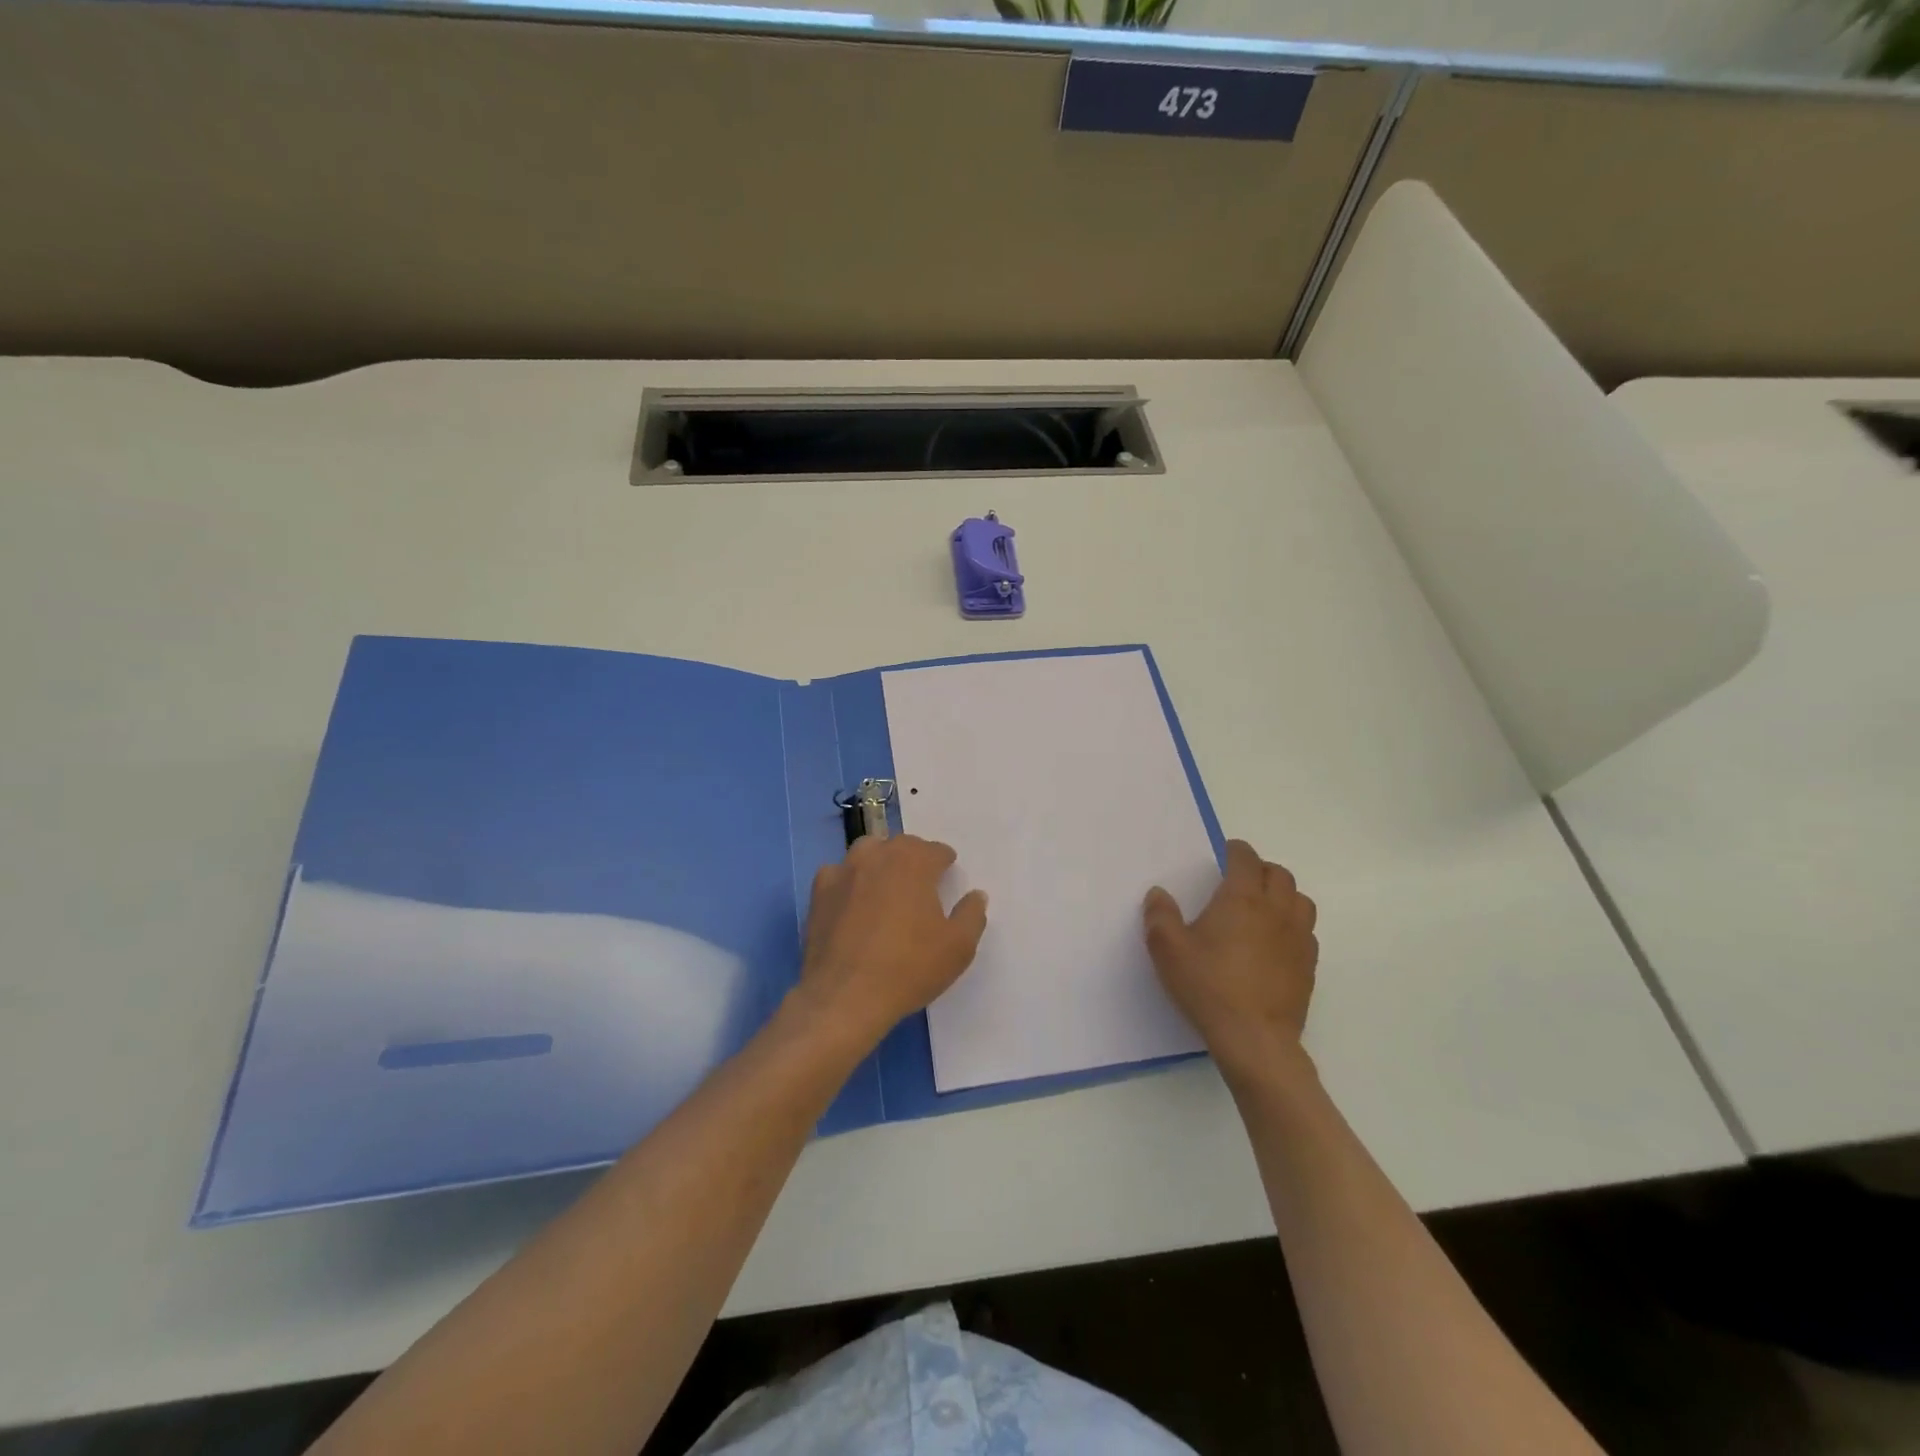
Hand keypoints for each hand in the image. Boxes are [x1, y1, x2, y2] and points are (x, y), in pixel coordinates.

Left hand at [791, 835, 988, 1052]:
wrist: (845, 997)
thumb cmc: (909, 968)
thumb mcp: (958, 947)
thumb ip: (972, 915)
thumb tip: (976, 895)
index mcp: (913, 862)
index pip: (935, 850)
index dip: (944, 862)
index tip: (948, 874)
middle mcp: (877, 856)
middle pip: (900, 845)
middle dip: (914, 857)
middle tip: (921, 882)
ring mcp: (843, 872)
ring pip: (866, 852)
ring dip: (880, 861)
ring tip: (887, 885)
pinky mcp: (819, 893)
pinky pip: (837, 874)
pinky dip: (848, 880)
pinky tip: (852, 901)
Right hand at [1143, 840, 1317, 1084]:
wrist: (1255, 1038)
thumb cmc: (1209, 986)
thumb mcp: (1168, 950)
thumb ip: (1160, 916)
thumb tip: (1159, 893)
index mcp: (1242, 899)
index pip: (1246, 859)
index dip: (1235, 851)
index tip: (1225, 853)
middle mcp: (1276, 910)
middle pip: (1279, 874)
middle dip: (1260, 869)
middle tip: (1240, 879)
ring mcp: (1298, 938)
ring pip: (1300, 900)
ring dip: (1283, 895)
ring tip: (1262, 906)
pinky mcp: (1309, 966)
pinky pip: (1306, 932)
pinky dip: (1292, 925)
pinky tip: (1274, 943)